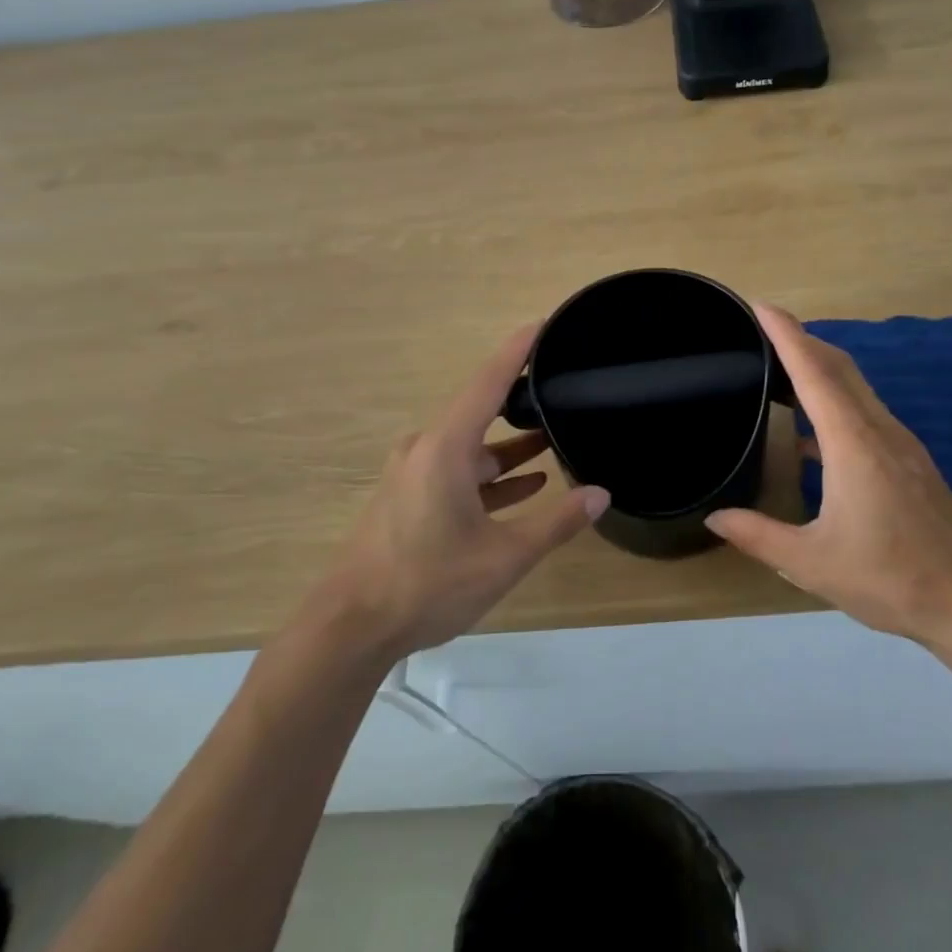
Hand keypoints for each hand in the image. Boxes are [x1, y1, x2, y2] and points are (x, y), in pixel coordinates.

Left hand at [323, 324, 608, 658]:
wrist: (351, 627)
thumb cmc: (428, 583)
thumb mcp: (504, 556)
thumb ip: (555, 522)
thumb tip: (600, 494)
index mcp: (446, 446)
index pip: (488, 381)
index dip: (518, 350)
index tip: (543, 324)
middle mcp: (427, 449)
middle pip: (481, 411)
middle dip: (522, 401)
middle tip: (562, 389)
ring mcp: (414, 474)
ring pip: (472, 448)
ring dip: (510, 448)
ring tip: (553, 440)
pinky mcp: (410, 498)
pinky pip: (458, 472)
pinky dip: (490, 476)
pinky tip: (525, 486)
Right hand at [707, 304, 951, 649]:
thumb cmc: (891, 579)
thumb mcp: (812, 563)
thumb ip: (758, 536)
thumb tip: (714, 517)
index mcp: (853, 444)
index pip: (814, 373)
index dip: (787, 335)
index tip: (761, 306)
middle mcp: (879, 430)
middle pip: (839, 367)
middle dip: (802, 340)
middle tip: (763, 329)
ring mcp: (900, 444)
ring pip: (857, 387)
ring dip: (820, 367)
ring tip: (782, 370)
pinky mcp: (911, 461)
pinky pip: (866, 411)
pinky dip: (836, 400)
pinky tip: (812, 433)